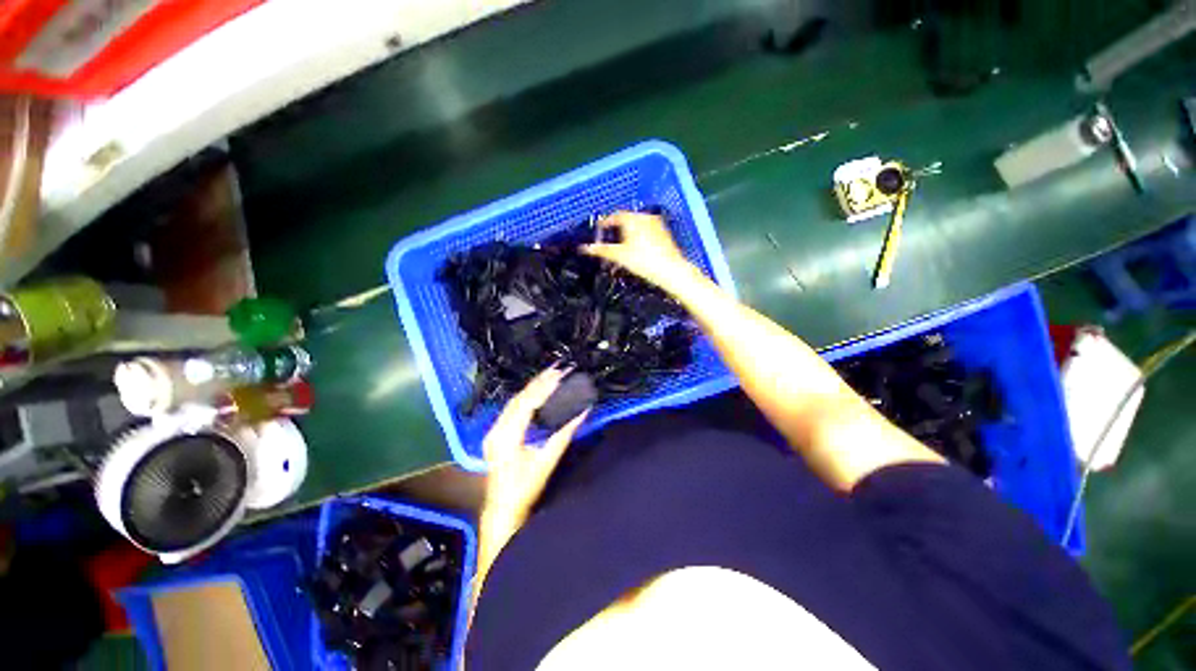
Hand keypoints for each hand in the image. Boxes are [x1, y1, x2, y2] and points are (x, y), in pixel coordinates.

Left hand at [481, 366, 588, 530]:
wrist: (503, 507)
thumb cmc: (525, 487)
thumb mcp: (547, 460)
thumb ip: (565, 433)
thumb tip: (583, 412)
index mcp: (507, 436)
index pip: (527, 403)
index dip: (544, 387)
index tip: (560, 374)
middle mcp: (496, 429)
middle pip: (519, 399)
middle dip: (539, 382)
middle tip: (557, 369)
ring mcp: (493, 431)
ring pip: (513, 402)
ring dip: (532, 388)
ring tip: (549, 375)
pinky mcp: (495, 433)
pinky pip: (511, 409)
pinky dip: (525, 397)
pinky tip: (535, 391)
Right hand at [583, 211, 695, 290]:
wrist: (671, 270)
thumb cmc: (644, 261)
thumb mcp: (619, 256)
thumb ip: (601, 250)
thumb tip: (583, 248)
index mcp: (633, 218)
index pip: (615, 216)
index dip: (605, 222)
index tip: (599, 229)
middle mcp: (645, 217)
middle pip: (626, 219)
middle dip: (616, 228)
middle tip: (608, 238)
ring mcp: (656, 224)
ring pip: (637, 224)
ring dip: (628, 232)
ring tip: (621, 245)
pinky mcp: (664, 232)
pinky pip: (646, 229)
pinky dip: (639, 235)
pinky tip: (637, 248)